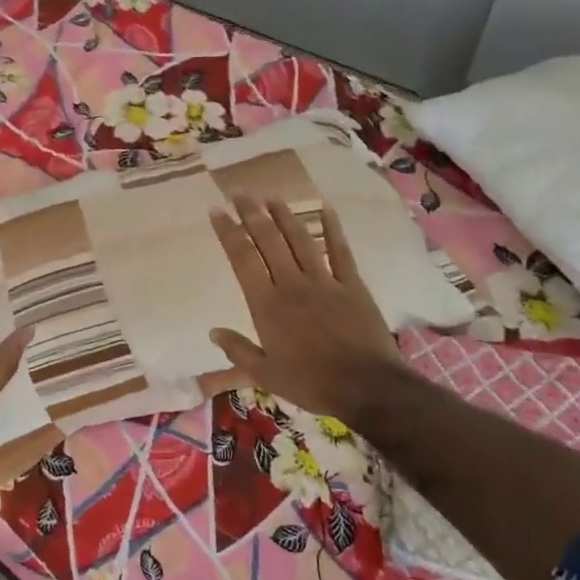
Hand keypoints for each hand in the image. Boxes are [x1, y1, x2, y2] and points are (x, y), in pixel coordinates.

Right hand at [208, 196, 405, 424]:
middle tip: (239, 192)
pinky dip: (332, 228)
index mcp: (267, 305)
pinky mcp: (351, 285)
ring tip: (271, 196)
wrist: (365, 386)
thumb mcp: (265, 375)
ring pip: (300, 239)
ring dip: (284, 215)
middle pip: (268, 240)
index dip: (228, 232)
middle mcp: (292, 284)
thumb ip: (238, 350)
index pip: (242, 259)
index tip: (216, 211)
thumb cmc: (310, 383)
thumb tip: (213, 331)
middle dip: (251, 213)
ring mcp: (324, 281)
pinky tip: (325, 208)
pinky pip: (339, 250)